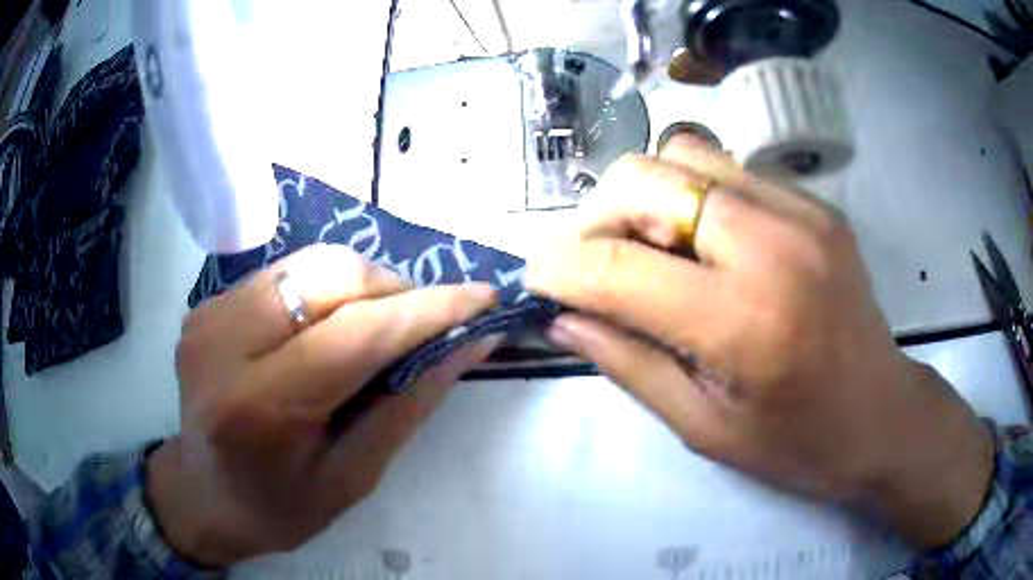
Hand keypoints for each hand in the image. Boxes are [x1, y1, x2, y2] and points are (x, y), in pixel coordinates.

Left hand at [147, 245, 499, 565]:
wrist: (204, 495)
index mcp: (259, 406)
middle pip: (329, 276)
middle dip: (396, 289)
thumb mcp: (355, 476)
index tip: (484, 298)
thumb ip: (411, 404)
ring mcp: (209, 316)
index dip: (428, 309)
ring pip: (309, 263)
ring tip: (383, 323)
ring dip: (363, 285)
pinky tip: (331, 325)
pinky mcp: (206, 304)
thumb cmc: (281, 506)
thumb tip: (469, 343)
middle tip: (425, 322)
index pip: (356, 333)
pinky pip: (284, 274)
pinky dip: (325, 290)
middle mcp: (224, 345)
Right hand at [525, 138, 993, 548]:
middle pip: (645, 176)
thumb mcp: (702, 427)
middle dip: (595, 216)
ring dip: (644, 198)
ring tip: (650, 251)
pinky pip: (728, 169)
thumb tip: (561, 317)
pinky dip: (692, 196)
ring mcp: (801, 211)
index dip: (558, 268)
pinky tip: (704, 244)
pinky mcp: (814, 203)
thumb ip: (626, 363)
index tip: (537, 281)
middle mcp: (773, 243)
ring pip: (684, 154)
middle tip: (592, 265)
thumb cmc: (797, 444)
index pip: (617, 267)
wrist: (883, 417)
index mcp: (744, 321)